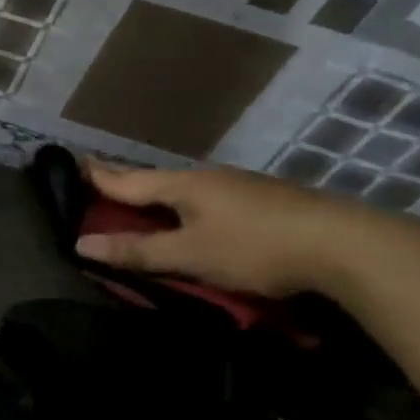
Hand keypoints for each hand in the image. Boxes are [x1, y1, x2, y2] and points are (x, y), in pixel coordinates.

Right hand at [73, 161, 378, 297]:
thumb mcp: (190, 255)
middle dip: (125, 181)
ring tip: (141, 199)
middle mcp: (206, 177)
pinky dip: (186, 203)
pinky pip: (208, 197)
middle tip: (98, 180)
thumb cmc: (255, 248)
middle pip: (154, 179)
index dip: (97, 175)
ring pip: (184, 187)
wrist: (348, 245)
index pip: (126, 179)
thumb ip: (137, 251)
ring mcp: (239, 186)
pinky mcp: (265, 200)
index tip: (72, 163)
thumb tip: (81, 243)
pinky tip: (195, 213)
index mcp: (182, 185)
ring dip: (157, 193)